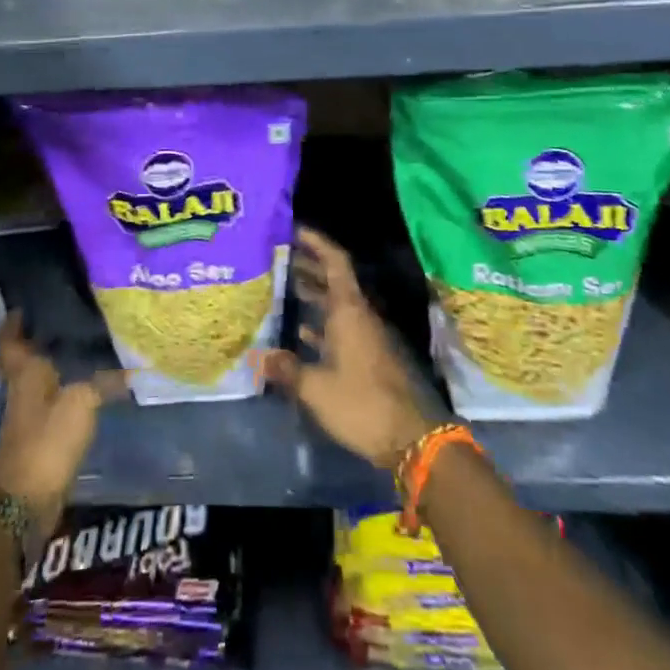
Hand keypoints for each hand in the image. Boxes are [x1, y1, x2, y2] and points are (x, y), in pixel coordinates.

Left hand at [0, 313, 123, 530]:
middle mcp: (21, 388)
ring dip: (52, 363)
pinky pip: (50, 399)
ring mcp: (28, 414)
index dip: (14, 322)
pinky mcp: (38, 435)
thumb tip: (131, 367)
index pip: (11, 340)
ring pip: (38, 378)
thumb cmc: (48, 439)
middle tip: (63, 317)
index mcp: (25, 373)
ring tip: (80, 344)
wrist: (25, 501)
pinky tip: (85, 384)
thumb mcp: (82, 402)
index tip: (24, 305)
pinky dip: (63, 387)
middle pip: (24, 357)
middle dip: (37, 339)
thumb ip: (104, 381)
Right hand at [258, 226, 437, 469]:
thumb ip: (288, 369)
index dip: (317, 243)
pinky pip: (339, 329)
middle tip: (278, 256)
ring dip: (312, 295)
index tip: (294, 230)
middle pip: (333, 280)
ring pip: (335, 306)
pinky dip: (319, 325)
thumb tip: (260, 357)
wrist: (410, 439)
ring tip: (282, 287)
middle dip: (308, 266)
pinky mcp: (366, 359)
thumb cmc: (362, 403)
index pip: (335, 262)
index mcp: (349, 311)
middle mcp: (358, 316)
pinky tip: (299, 332)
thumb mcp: (317, 388)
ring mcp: (364, 338)